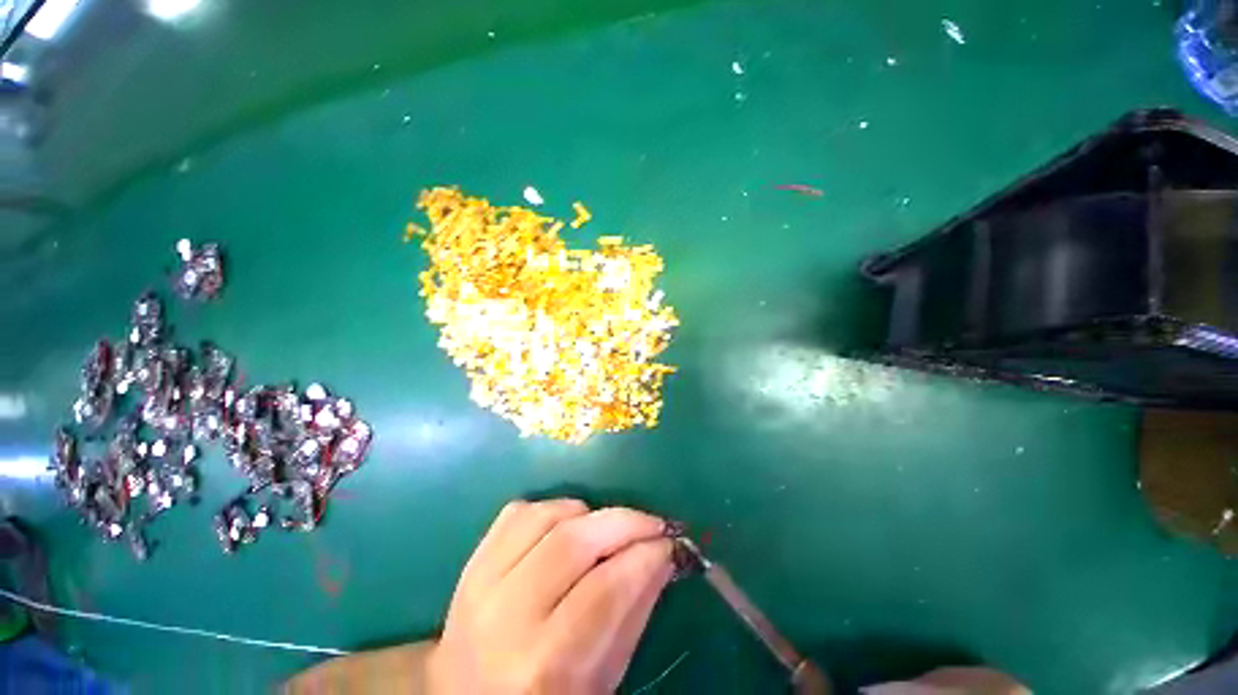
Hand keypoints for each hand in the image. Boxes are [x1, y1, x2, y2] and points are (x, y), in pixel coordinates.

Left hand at [427, 499, 673, 693]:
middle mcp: (505, 618)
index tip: (670, 542)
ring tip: (607, 529)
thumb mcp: (601, 678)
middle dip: (624, 522)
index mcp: (543, 666)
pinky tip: (567, 525)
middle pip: (574, 542)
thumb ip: (634, 613)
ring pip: (547, 516)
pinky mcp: (472, 561)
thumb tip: (664, 555)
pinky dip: (553, 508)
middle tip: (653, 523)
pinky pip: (519, 511)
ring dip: (589, 513)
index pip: (604, 590)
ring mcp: (480, 583)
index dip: (644, 556)